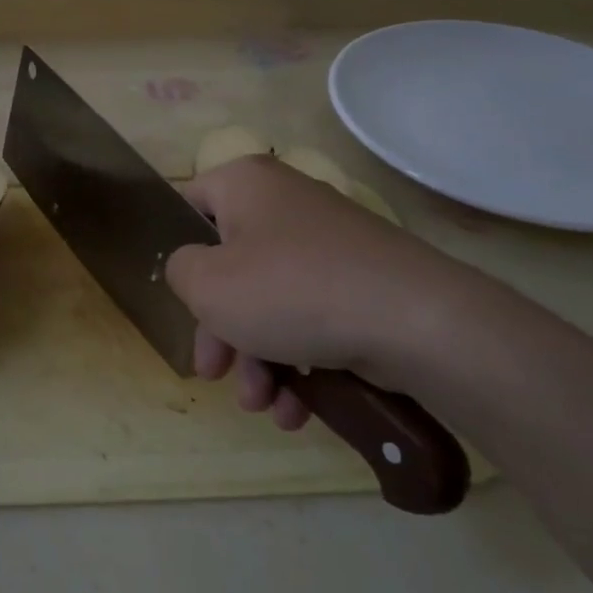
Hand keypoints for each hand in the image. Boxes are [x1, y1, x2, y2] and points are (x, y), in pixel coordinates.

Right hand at [165, 156, 479, 430]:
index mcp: (246, 185)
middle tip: (214, 372)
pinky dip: (298, 360)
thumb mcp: (207, 284)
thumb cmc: (290, 290)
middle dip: (220, 330)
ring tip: (263, 405)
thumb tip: (194, 269)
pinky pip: (310, 316)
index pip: (190, 204)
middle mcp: (286, 204)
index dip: (176, 251)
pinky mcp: (359, 283)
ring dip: (257, 359)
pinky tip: (297, 408)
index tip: (178, 297)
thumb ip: (179, 270)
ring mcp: (328, 245)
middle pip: (230, 266)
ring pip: (270, 300)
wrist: (416, 321)